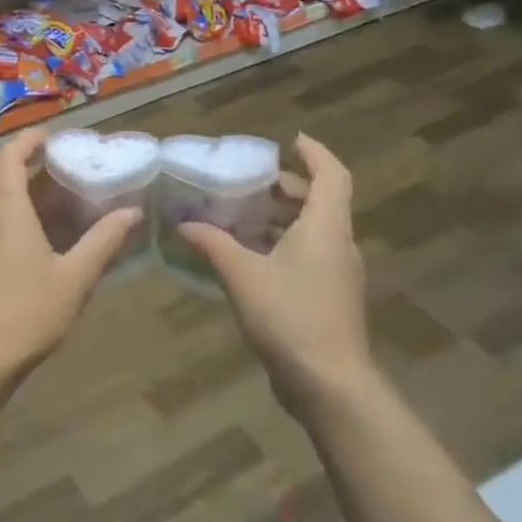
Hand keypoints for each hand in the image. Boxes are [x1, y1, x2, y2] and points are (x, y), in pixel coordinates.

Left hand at [0, 127, 141, 396]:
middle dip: (38, 170)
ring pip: (1, 205)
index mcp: (5, 210)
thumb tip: (132, 212)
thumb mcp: (76, 276)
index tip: (55, 137)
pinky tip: (50, 240)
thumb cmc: (28, 311)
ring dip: (31, 198)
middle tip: (75, 171)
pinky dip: (22, 220)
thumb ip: (104, 240)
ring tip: (69, 203)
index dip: (28, 141)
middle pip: (5, 180)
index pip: (7, 158)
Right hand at [177, 134, 374, 413]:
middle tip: (250, 182)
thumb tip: (183, 224)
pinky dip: (282, 246)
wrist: (328, 382)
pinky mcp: (330, 298)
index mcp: (325, 227)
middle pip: (321, 202)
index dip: (315, 153)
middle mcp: (338, 244)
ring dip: (282, 219)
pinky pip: (308, 256)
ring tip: (241, 216)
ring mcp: (338, 274)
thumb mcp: (242, 275)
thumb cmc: (289, 316)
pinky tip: (249, 258)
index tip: (290, 140)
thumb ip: (213, 244)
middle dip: (287, 188)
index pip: (331, 175)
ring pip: (314, 231)